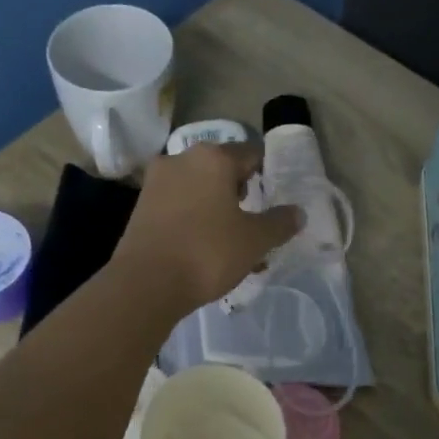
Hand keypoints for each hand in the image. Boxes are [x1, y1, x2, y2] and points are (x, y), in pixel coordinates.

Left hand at [109, 141, 301, 315]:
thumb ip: (279, 223)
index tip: (274, 198)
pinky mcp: (140, 207)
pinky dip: (194, 221)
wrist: (146, 283)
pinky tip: (203, 251)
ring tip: (231, 245)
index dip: (267, 174)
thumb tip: (298, 212)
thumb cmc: (207, 253)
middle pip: (221, 171)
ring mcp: (156, 182)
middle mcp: (181, 159)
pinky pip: (177, 207)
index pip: (251, 154)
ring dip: (217, 211)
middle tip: (253, 225)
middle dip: (240, 195)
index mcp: (213, 158)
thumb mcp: (254, 241)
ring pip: (198, 191)